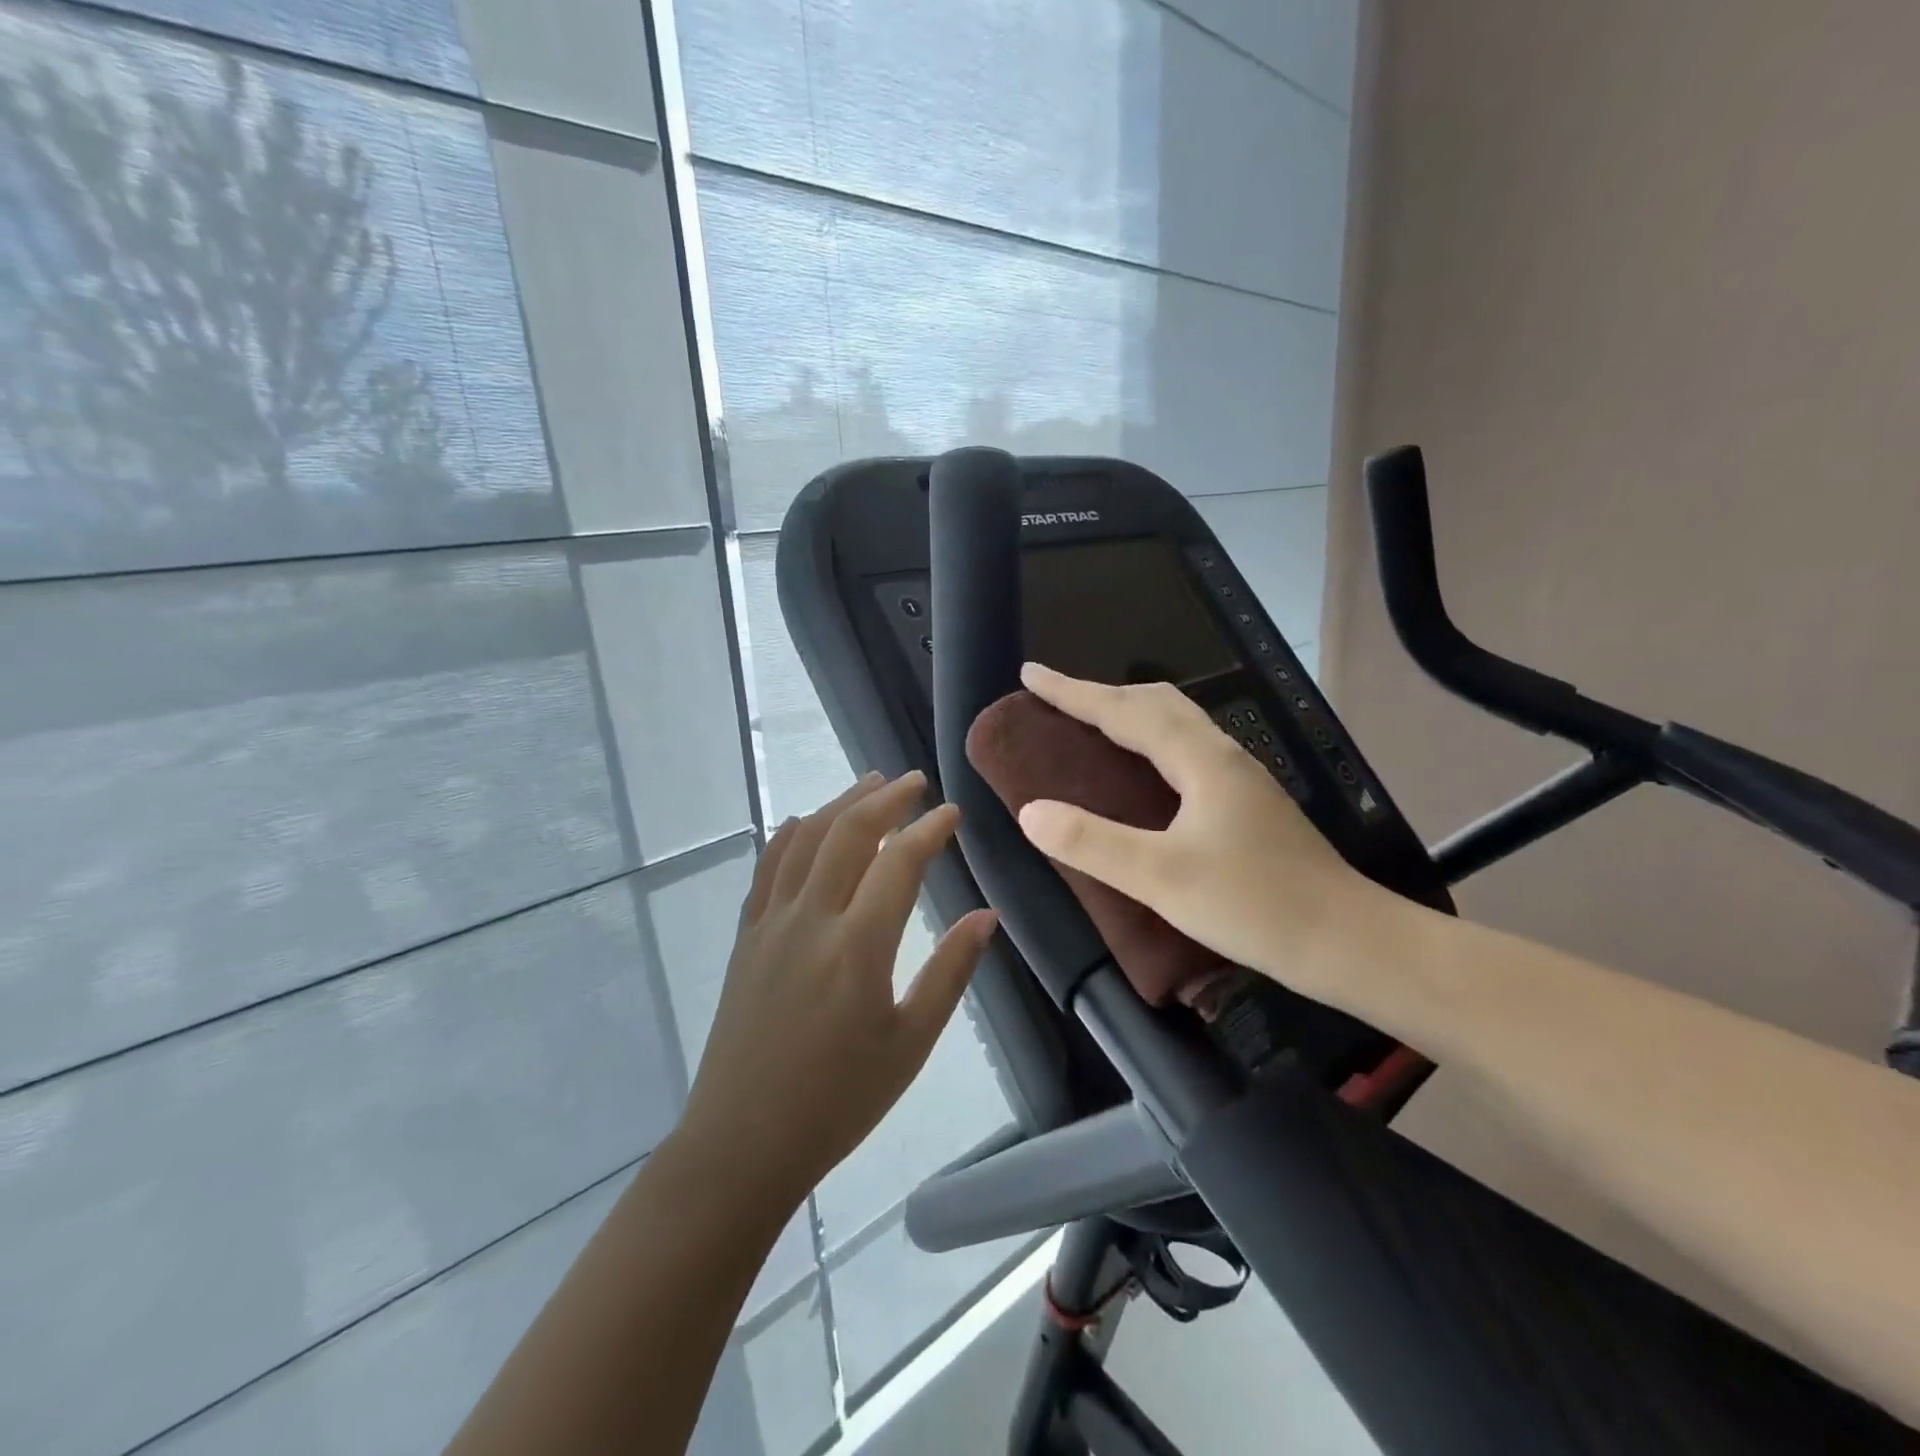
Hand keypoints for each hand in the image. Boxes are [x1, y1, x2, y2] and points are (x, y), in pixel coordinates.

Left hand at [680, 771, 998, 1209]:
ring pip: (804, 840)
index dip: (929, 829)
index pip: (899, 862)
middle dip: (884, 799)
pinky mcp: (746, 937)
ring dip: (839, 805)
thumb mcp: (910, 1044)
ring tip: (868, 784)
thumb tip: (986, 916)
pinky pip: (767, 868)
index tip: (952, 813)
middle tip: (912, 781)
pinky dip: (788, 835)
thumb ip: (950, 973)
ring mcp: (770, 924)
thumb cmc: (838, 1101)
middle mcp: (811, 919)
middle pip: (847, 834)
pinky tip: (801, 823)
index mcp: (858, 947)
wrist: (742, 1142)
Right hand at [1014, 663, 1392, 1002]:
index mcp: (1201, 761)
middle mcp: (1223, 757)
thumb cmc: (1255, 905)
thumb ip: (1093, 843)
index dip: (1072, 692)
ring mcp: (1240, 780)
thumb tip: (1030, 812)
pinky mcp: (1247, 805)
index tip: (1030, 674)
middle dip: (1101, 694)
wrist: (1350, 942)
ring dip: (1129, 714)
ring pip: (1176, 725)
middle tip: (1057, 700)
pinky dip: (1149, 742)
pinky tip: (1143, 773)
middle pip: (1156, 703)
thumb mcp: (1163, 877)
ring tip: (1091, 726)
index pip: (1124, 711)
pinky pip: (1185, 750)